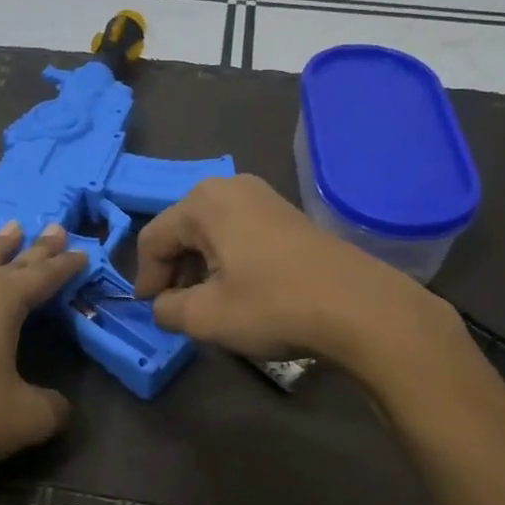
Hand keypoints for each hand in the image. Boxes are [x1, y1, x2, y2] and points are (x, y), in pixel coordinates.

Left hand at [0, 221, 86, 480]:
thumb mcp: (29, 417)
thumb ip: (54, 406)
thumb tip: (60, 405)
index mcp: (1, 302)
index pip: (42, 276)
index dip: (65, 266)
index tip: (83, 252)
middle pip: (9, 261)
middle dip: (35, 247)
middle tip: (54, 226)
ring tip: (10, 229)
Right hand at [134, 174, 448, 368]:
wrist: (358, 308)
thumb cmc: (273, 306)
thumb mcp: (206, 317)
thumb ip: (167, 310)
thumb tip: (163, 305)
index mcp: (203, 203)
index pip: (153, 239)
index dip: (145, 278)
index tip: (150, 311)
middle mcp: (231, 187)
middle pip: (181, 230)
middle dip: (173, 271)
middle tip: (176, 308)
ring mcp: (264, 197)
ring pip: (211, 232)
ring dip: (200, 267)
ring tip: (207, 303)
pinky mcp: (288, 216)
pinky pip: (239, 233)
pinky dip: (227, 260)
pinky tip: (240, 290)